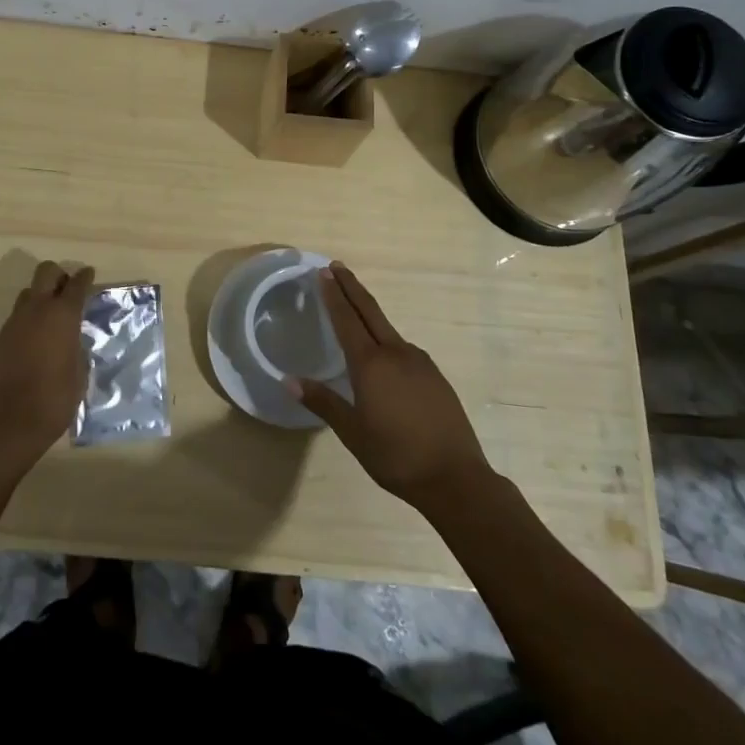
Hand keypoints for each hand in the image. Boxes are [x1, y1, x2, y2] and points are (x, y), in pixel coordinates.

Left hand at [0, 260, 95, 477]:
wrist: (9, 423)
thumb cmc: (54, 399)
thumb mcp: (79, 373)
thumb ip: (77, 347)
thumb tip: (73, 340)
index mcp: (62, 316)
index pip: (76, 284)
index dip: (85, 277)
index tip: (89, 275)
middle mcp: (36, 310)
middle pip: (46, 272)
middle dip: (59, 276)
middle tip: (68, 292)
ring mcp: (14, 323)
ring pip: (28, 293)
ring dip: (41, 297)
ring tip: (52, 319)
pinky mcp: (0, 339)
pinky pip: (17, 317)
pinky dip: (29, 320)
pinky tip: (36, 341)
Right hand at [286, 263, 494, 510]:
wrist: (456, 478)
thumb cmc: (396, 456)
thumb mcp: (352, 432)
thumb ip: (323, 402)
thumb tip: (288, 380)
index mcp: (371, 365)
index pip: (346, 320)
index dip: (333, 295)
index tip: (323, 272)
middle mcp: (396, 353)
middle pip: (370, 311)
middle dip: (351, 287)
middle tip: (336, 266)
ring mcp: (419, 363)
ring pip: (388, 329)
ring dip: (368, 312)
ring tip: (354, 308)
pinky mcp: (434, 376)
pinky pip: (403, 348)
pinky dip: (386, 338)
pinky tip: (384, 353)